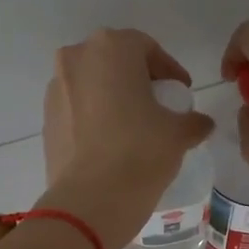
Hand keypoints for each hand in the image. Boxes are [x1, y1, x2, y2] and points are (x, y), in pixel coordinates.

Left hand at [38, 28, 213, 248]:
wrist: (91, 201)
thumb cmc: (140, 152)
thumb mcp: (179, 134)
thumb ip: (194, 121)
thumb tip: (201, 124)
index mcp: (111, 48)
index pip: (147, 48)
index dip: (169, 70)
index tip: (181, 93)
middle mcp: (76, 58)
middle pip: (115, 61)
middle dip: (138, 80)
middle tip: (158, 106)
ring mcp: (56, 89)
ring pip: (92, 84)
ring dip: (113, 98)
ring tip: (134, 127)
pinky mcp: (46, 119)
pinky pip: (77, 109)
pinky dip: (94, 118)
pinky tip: (110, 144)